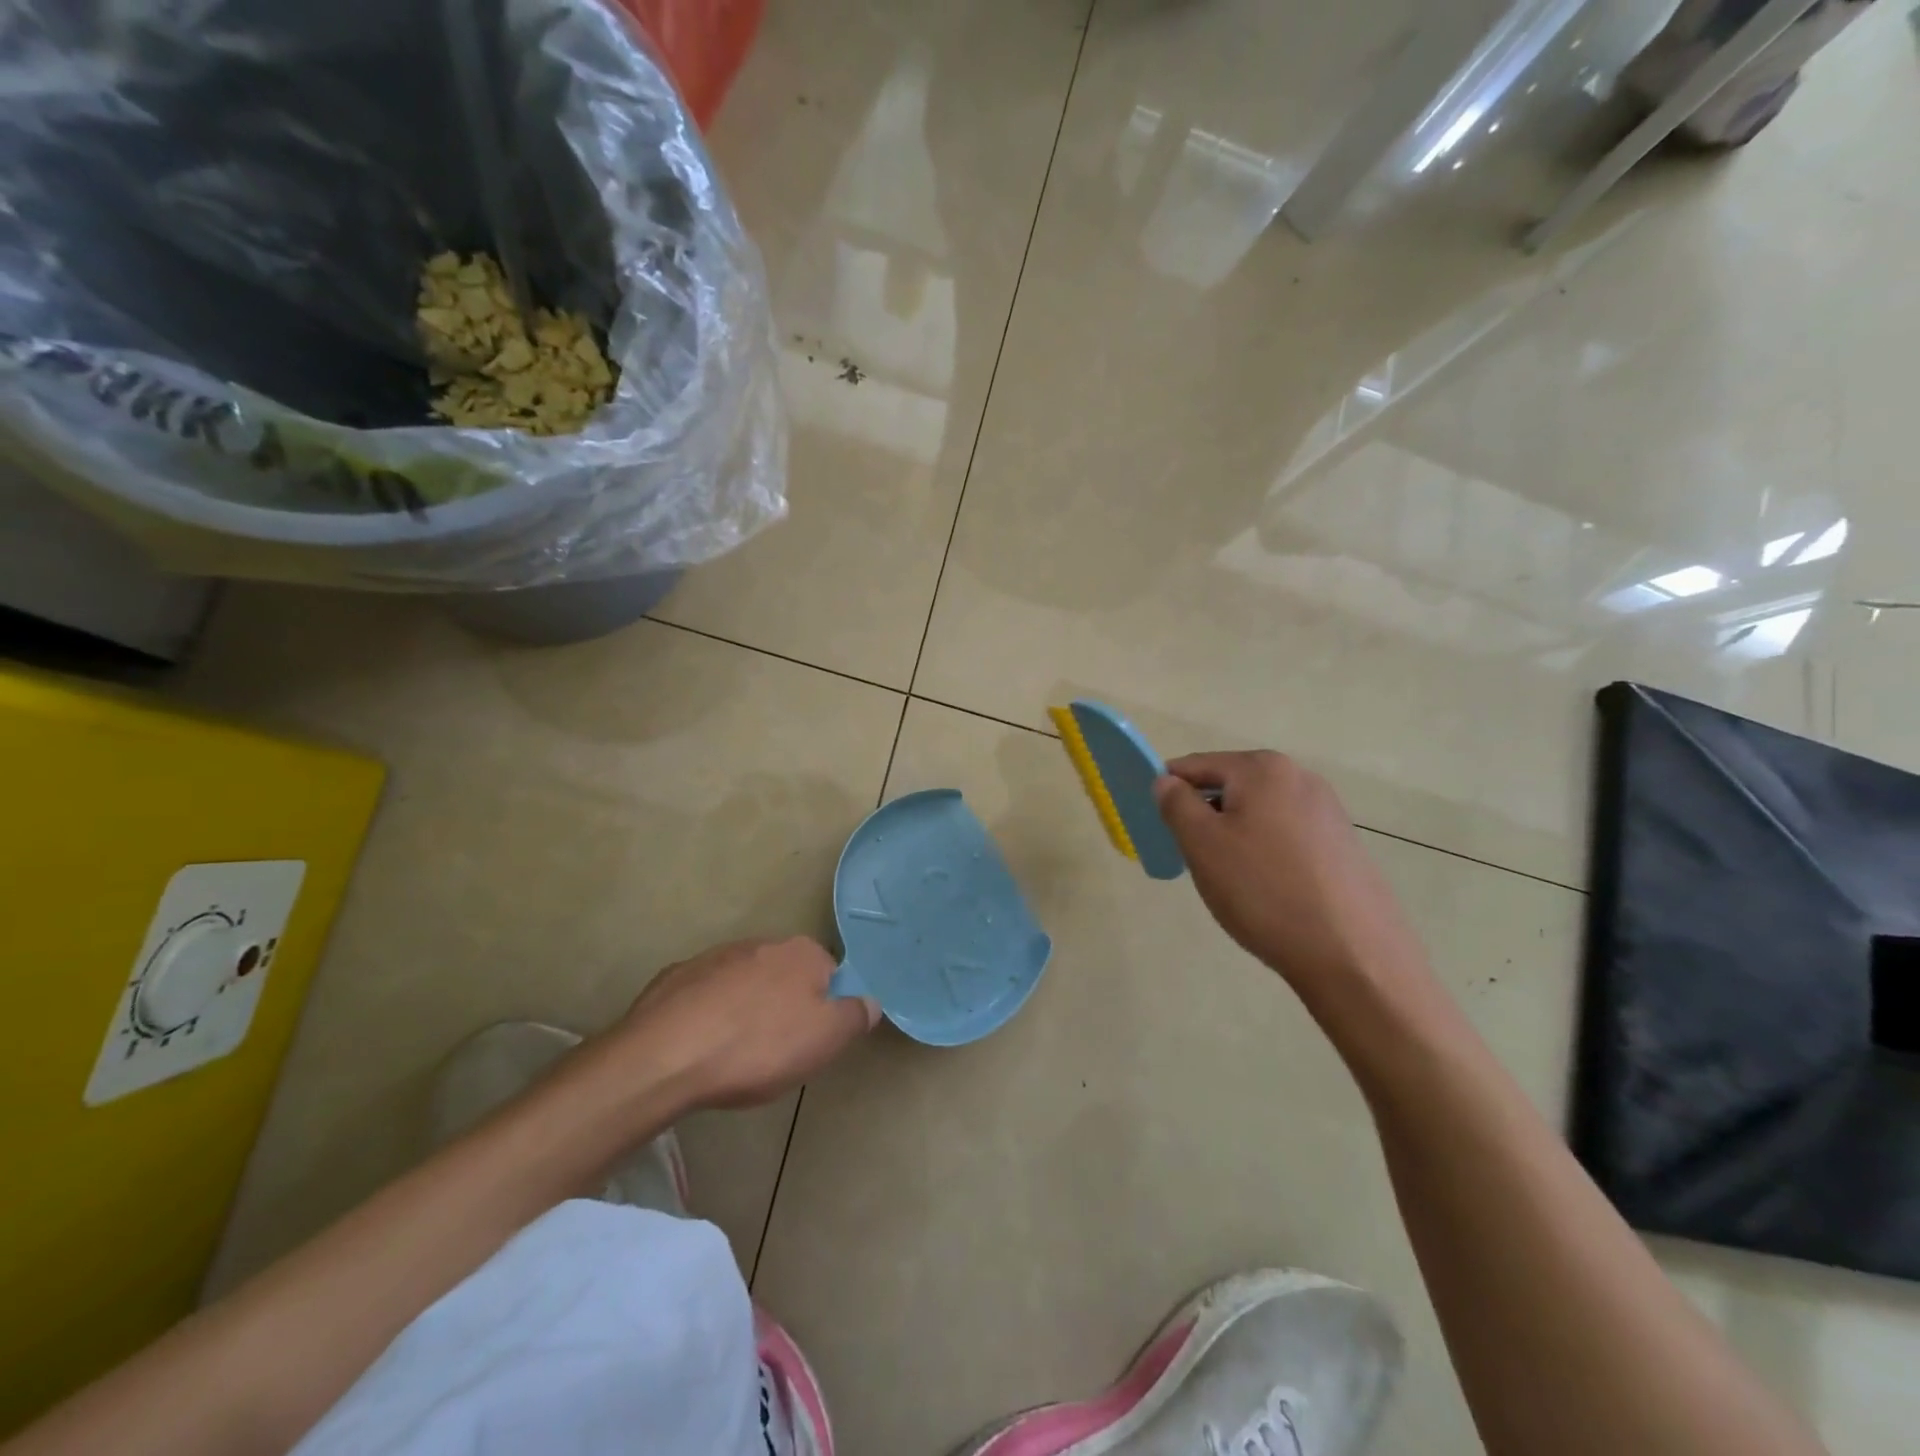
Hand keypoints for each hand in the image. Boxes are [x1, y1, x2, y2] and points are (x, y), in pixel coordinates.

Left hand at [608, 937, 878, 1111]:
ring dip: (746, 1010)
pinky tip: (700, 1047)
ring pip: (745, 984)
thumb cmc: (758, 1047)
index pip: (829, 975)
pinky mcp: (676, 977)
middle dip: (785, 1007)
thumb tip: (870, 1001)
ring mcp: (714, 957)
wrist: (665, 1056)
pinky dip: (708, 1015)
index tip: (811, 1042)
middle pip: (786, 976)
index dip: (825, 1009)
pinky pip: (706, 996)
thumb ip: (855, 1016)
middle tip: (776, 1052)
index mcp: (802, 953)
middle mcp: (761, 943)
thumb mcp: (825, 1040)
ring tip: (734, 1054)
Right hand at [1153, 752, 1430, 1006]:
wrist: (1353, 955)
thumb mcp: (1202, 845)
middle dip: (1205, 817)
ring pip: (1258, 813)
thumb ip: (1176, 804)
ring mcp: (1327, 810)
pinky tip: (1267, 891)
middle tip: (1194, 859)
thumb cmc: (1264, 891)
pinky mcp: (1343, 844)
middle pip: (1230, 786)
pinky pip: (1286, 836)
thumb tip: (1166, 782)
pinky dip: (1266, 853)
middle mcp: (1299, 777)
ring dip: (1235, 836)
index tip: (1159, 828)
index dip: (1169, 792)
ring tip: (1233, 881)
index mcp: (1262, 768)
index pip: (1196, 766)